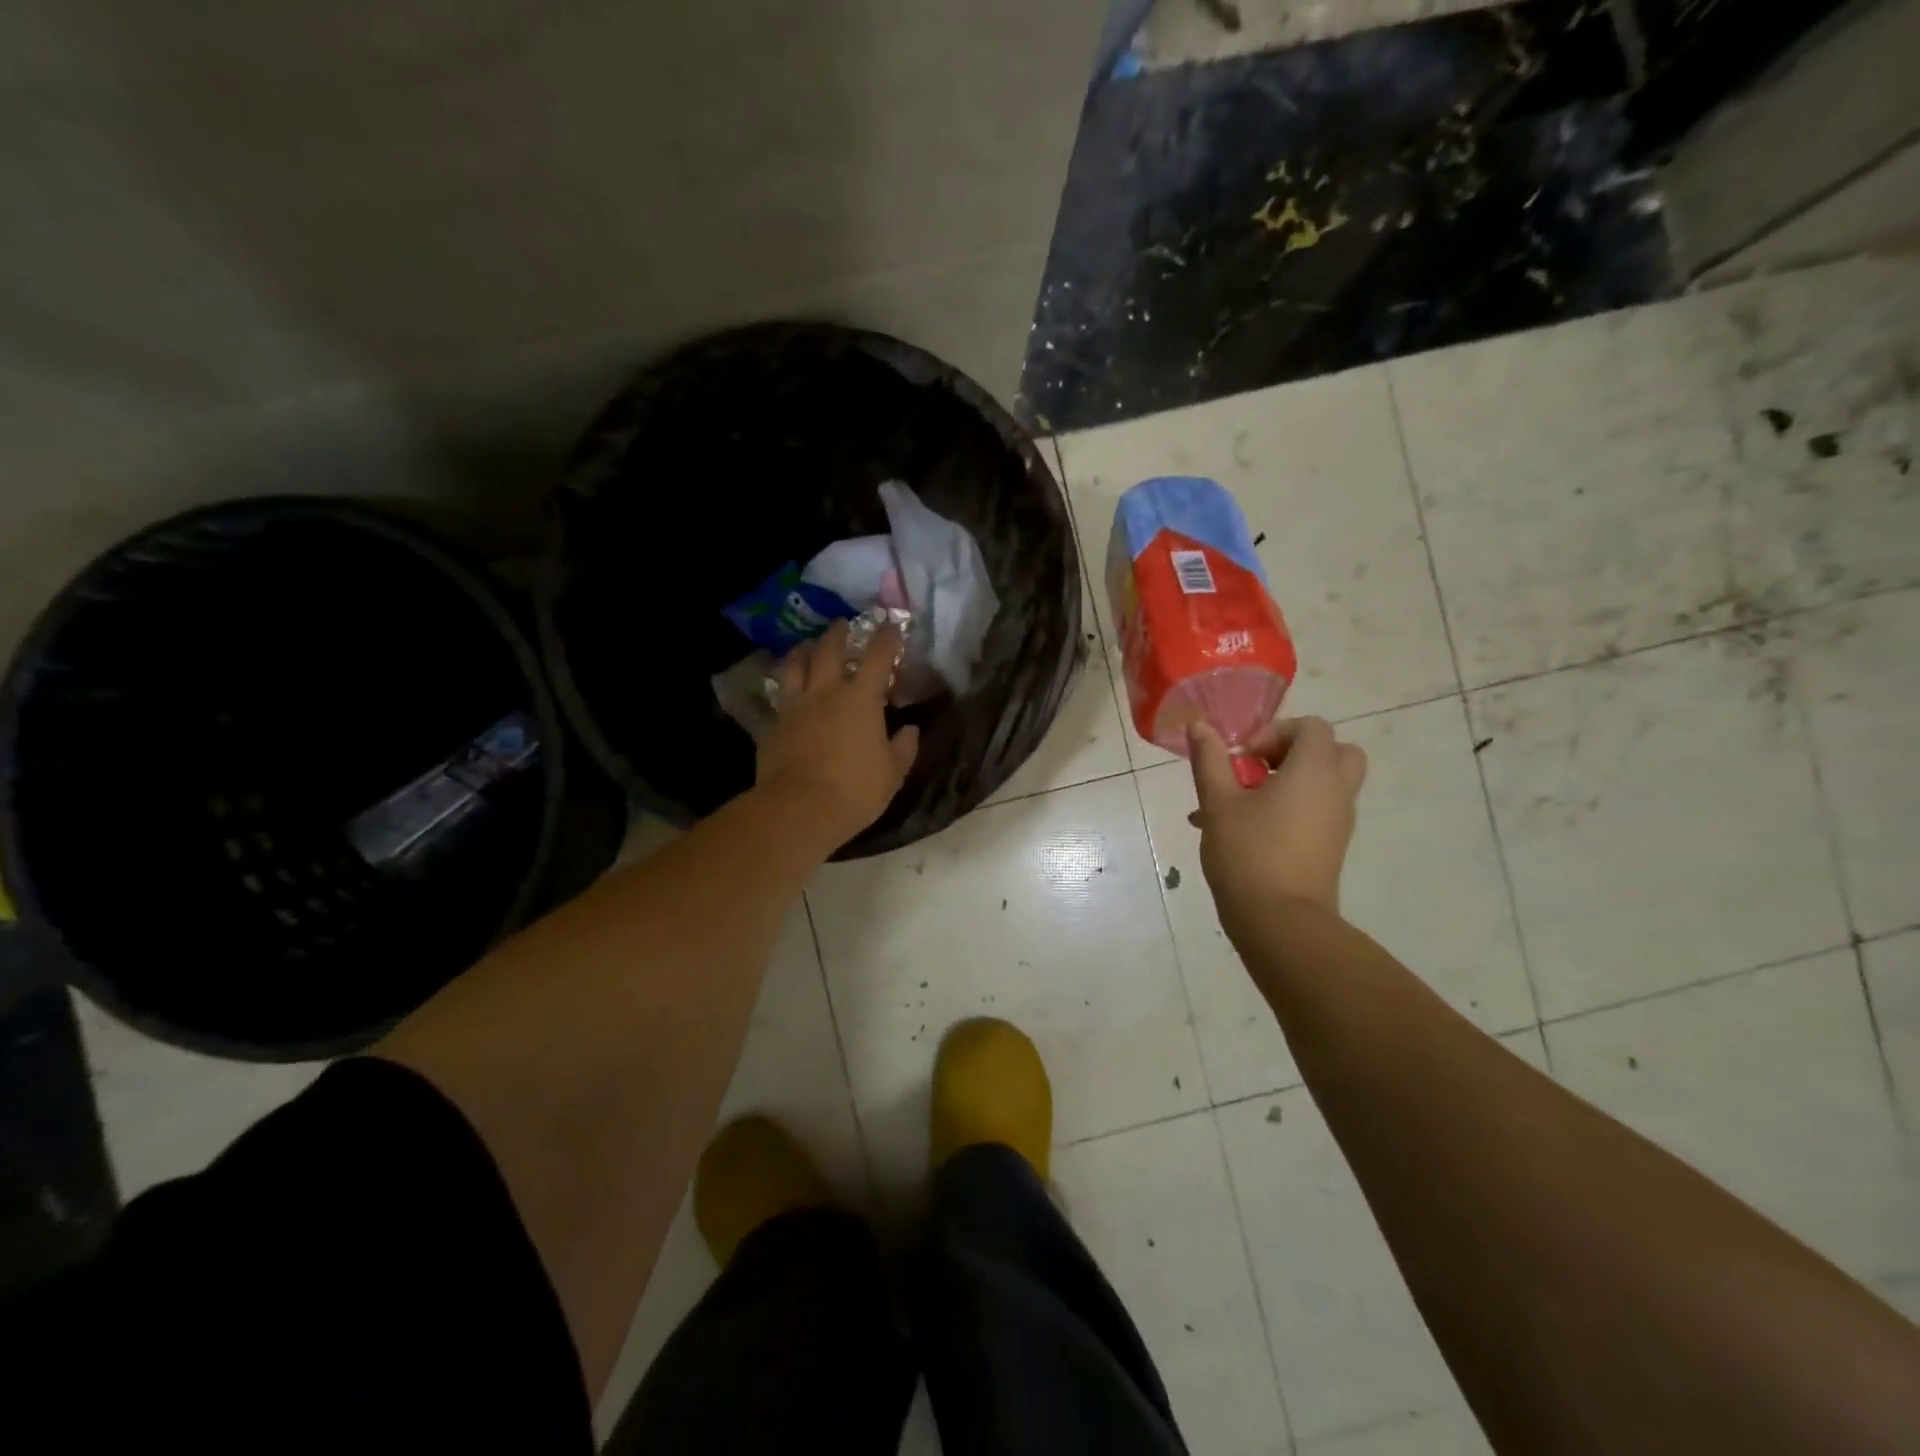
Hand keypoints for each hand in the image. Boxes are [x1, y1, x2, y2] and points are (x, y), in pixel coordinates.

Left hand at [756, 620, 920, 847]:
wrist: (799, 809)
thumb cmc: (855, 790)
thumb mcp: (892, 773)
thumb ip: (903, 748)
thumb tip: (910, 730)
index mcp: (861, 698)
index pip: (878, 656)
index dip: (887, 637)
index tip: (892, 625)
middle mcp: (826, 692)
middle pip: (830, 650)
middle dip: (839, 634)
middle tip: (843, 625)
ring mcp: (795, 706)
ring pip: (795, 666)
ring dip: (804, 651)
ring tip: (807, 647)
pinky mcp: (773, 725)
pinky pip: (779, 698)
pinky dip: (786, 690)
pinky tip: (788, 695)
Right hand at [1187, 718, 1367, 920]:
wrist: (1281, 922)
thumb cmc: (1248, 853)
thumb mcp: (1219, 802)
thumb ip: (1210, 759)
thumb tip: (1199, 726)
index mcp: (1314, 771)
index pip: (1313, 727)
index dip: (1276, 732)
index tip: (1244, 757)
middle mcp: (1336, 791)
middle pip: (1333, 752)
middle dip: (1293, 753)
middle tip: (1257, 770)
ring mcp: (1338, 822)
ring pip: (1323, 784)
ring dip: (1287, 783)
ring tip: (1240, 803)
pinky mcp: (1331, 847)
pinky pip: (1315, 812)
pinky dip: (1289, 809)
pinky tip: (1242, 831)